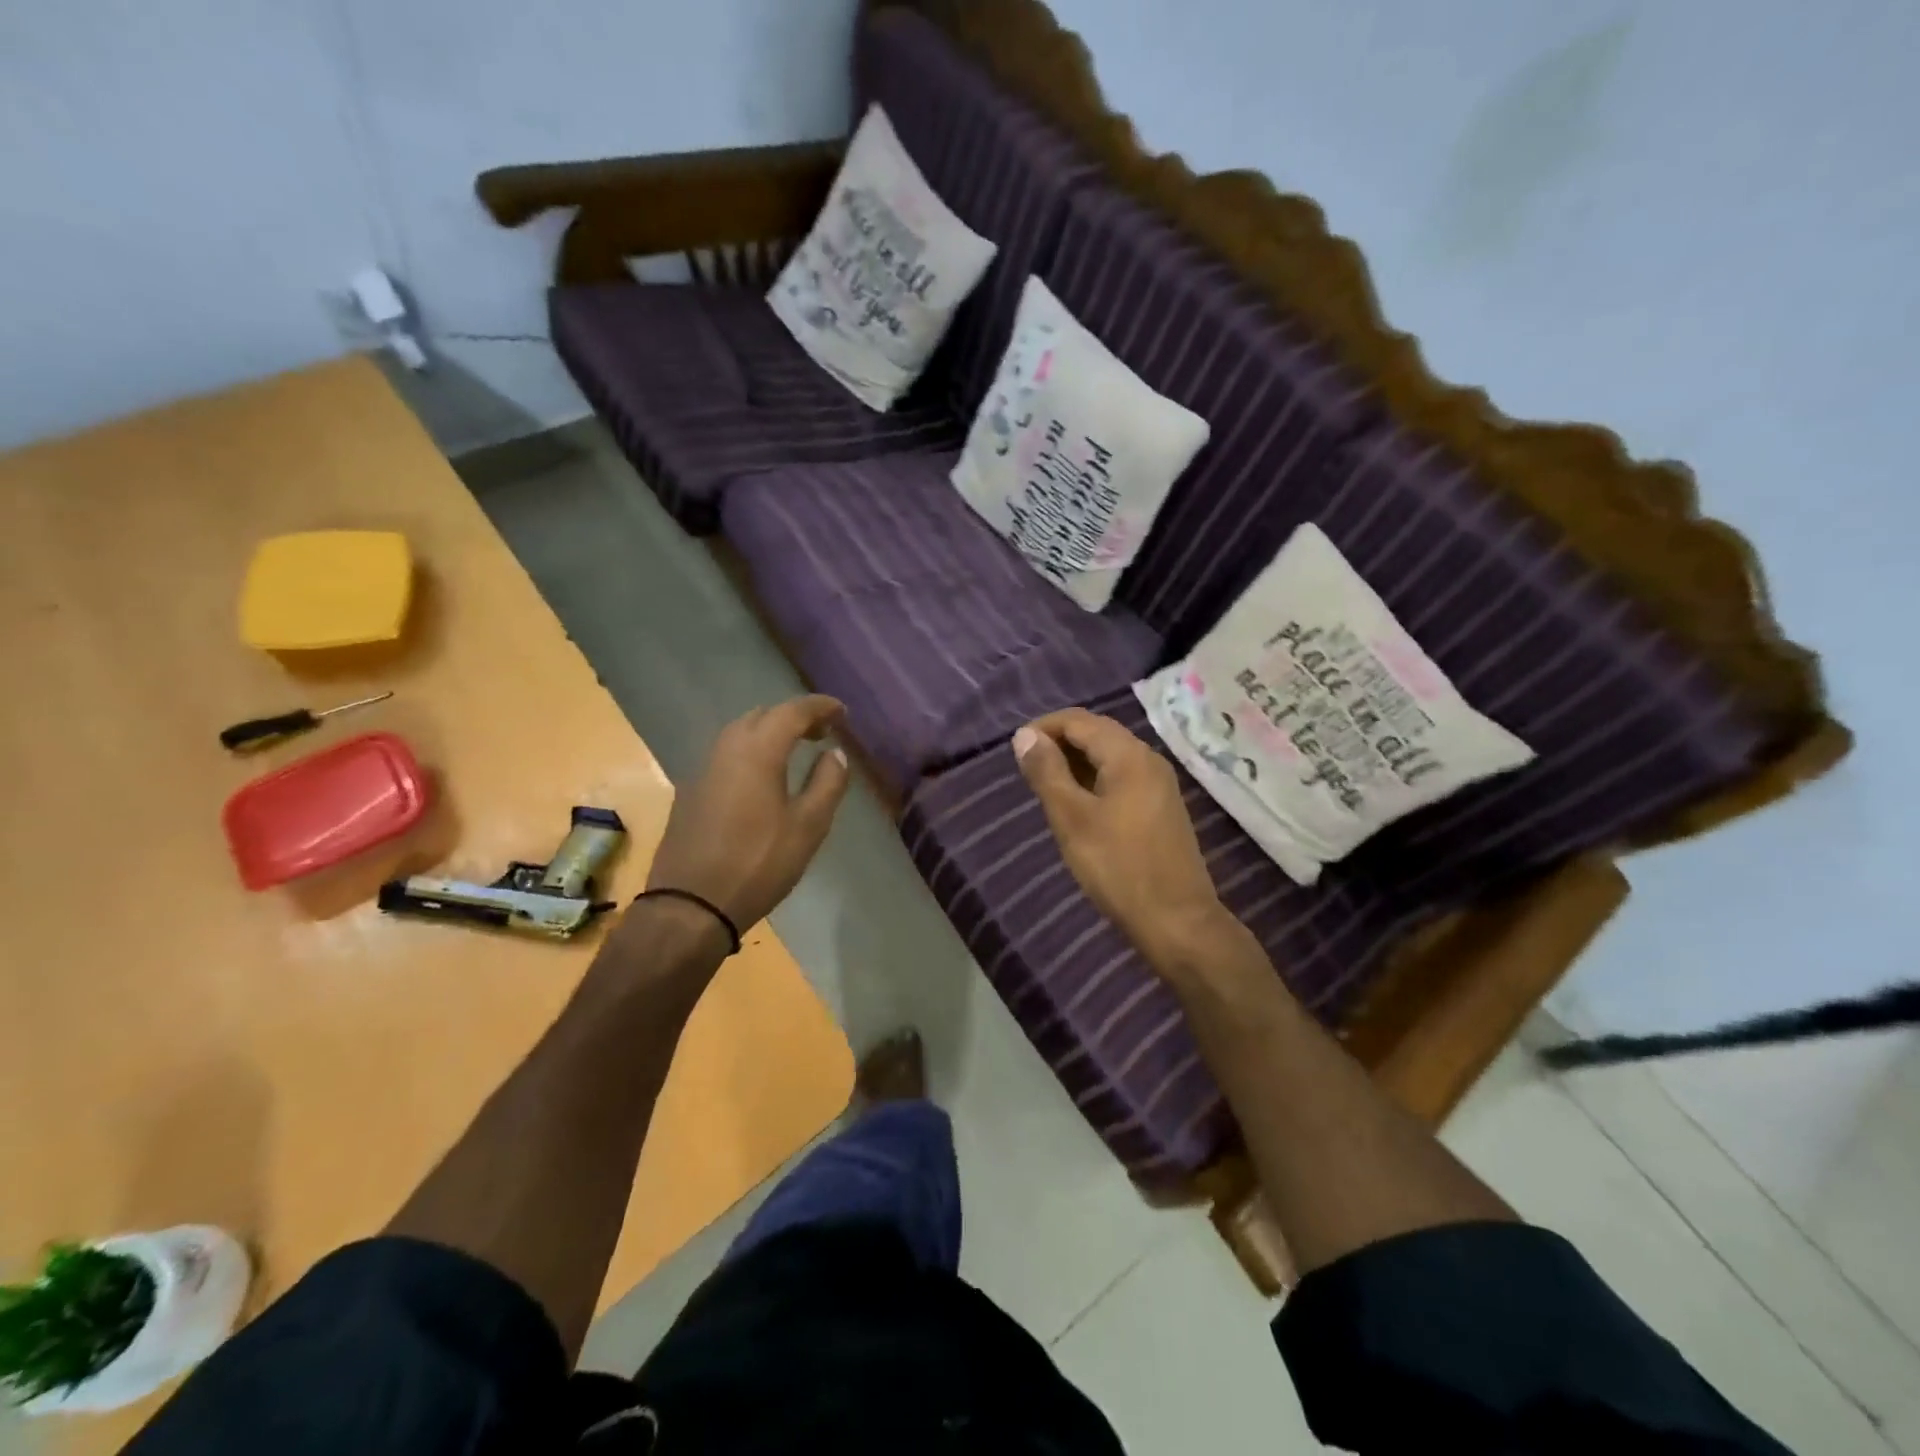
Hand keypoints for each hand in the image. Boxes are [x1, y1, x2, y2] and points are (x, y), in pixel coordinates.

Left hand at [647, 696, 850, 931]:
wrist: (690, 905)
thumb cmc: (758, 863)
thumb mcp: (808, 826)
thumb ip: (827, 783)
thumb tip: (835, 753)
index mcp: (757, 751)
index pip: (792, 711)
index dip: (819, 706)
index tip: (842, 712)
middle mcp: (726, 749)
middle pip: (762, 715)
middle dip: (793, 716)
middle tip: (821, 732)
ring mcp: (703, 770)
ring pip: (740, 733)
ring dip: (769, 732)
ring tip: (794, 750)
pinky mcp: (691, 792)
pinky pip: (726, 755)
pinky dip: (751, 750)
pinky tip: (762, 777)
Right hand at [1013, 709, 1231, 971]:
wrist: (1176, 921)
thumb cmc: (1118, 867)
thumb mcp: (1071, 818)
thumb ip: (1046, 772)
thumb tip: (1025, 735)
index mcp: (1129, 755)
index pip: (1079, 720)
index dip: (1044, 727)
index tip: (1015, 750)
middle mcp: (1149, 760)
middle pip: (1097, 733)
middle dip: (1060, 742)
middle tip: (1027, 768)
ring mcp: (1159, 784)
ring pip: (1110, 756)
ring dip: (1076, 762)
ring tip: (1046, 786)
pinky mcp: (1162, 808)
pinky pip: (1122, 777)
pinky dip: (1094, 780)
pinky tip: (1078, 805)